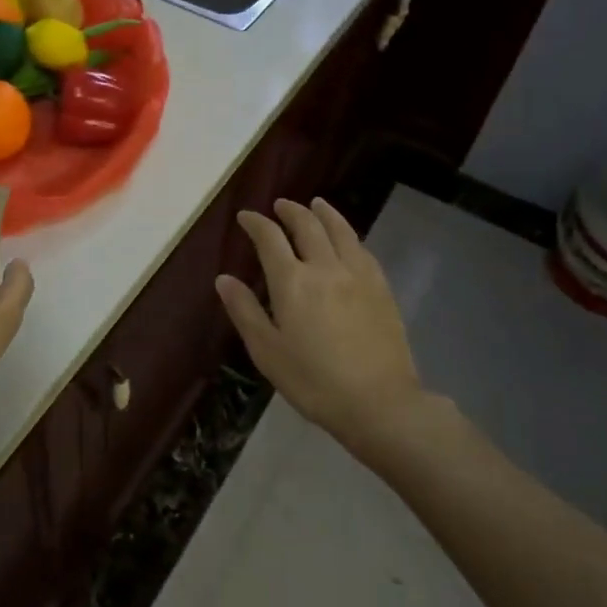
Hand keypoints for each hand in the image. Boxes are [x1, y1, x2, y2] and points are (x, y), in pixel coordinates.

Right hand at [215, 198, 428, 458]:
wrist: (379, 401)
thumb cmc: (313, 381)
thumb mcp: (267, 351)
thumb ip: (245, 311)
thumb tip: (224, 279)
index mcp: (292, 281)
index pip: (269, 239)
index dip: (256, 223)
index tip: (246, 217)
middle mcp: (325, 267)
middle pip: (307, 225)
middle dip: (290, 211)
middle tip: (280, 206)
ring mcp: (358, 275)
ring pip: (340, 230)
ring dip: (324, 213)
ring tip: (315, 204)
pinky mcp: (382, 288)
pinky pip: (362, 249)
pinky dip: (348, 234)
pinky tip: (347, 239)